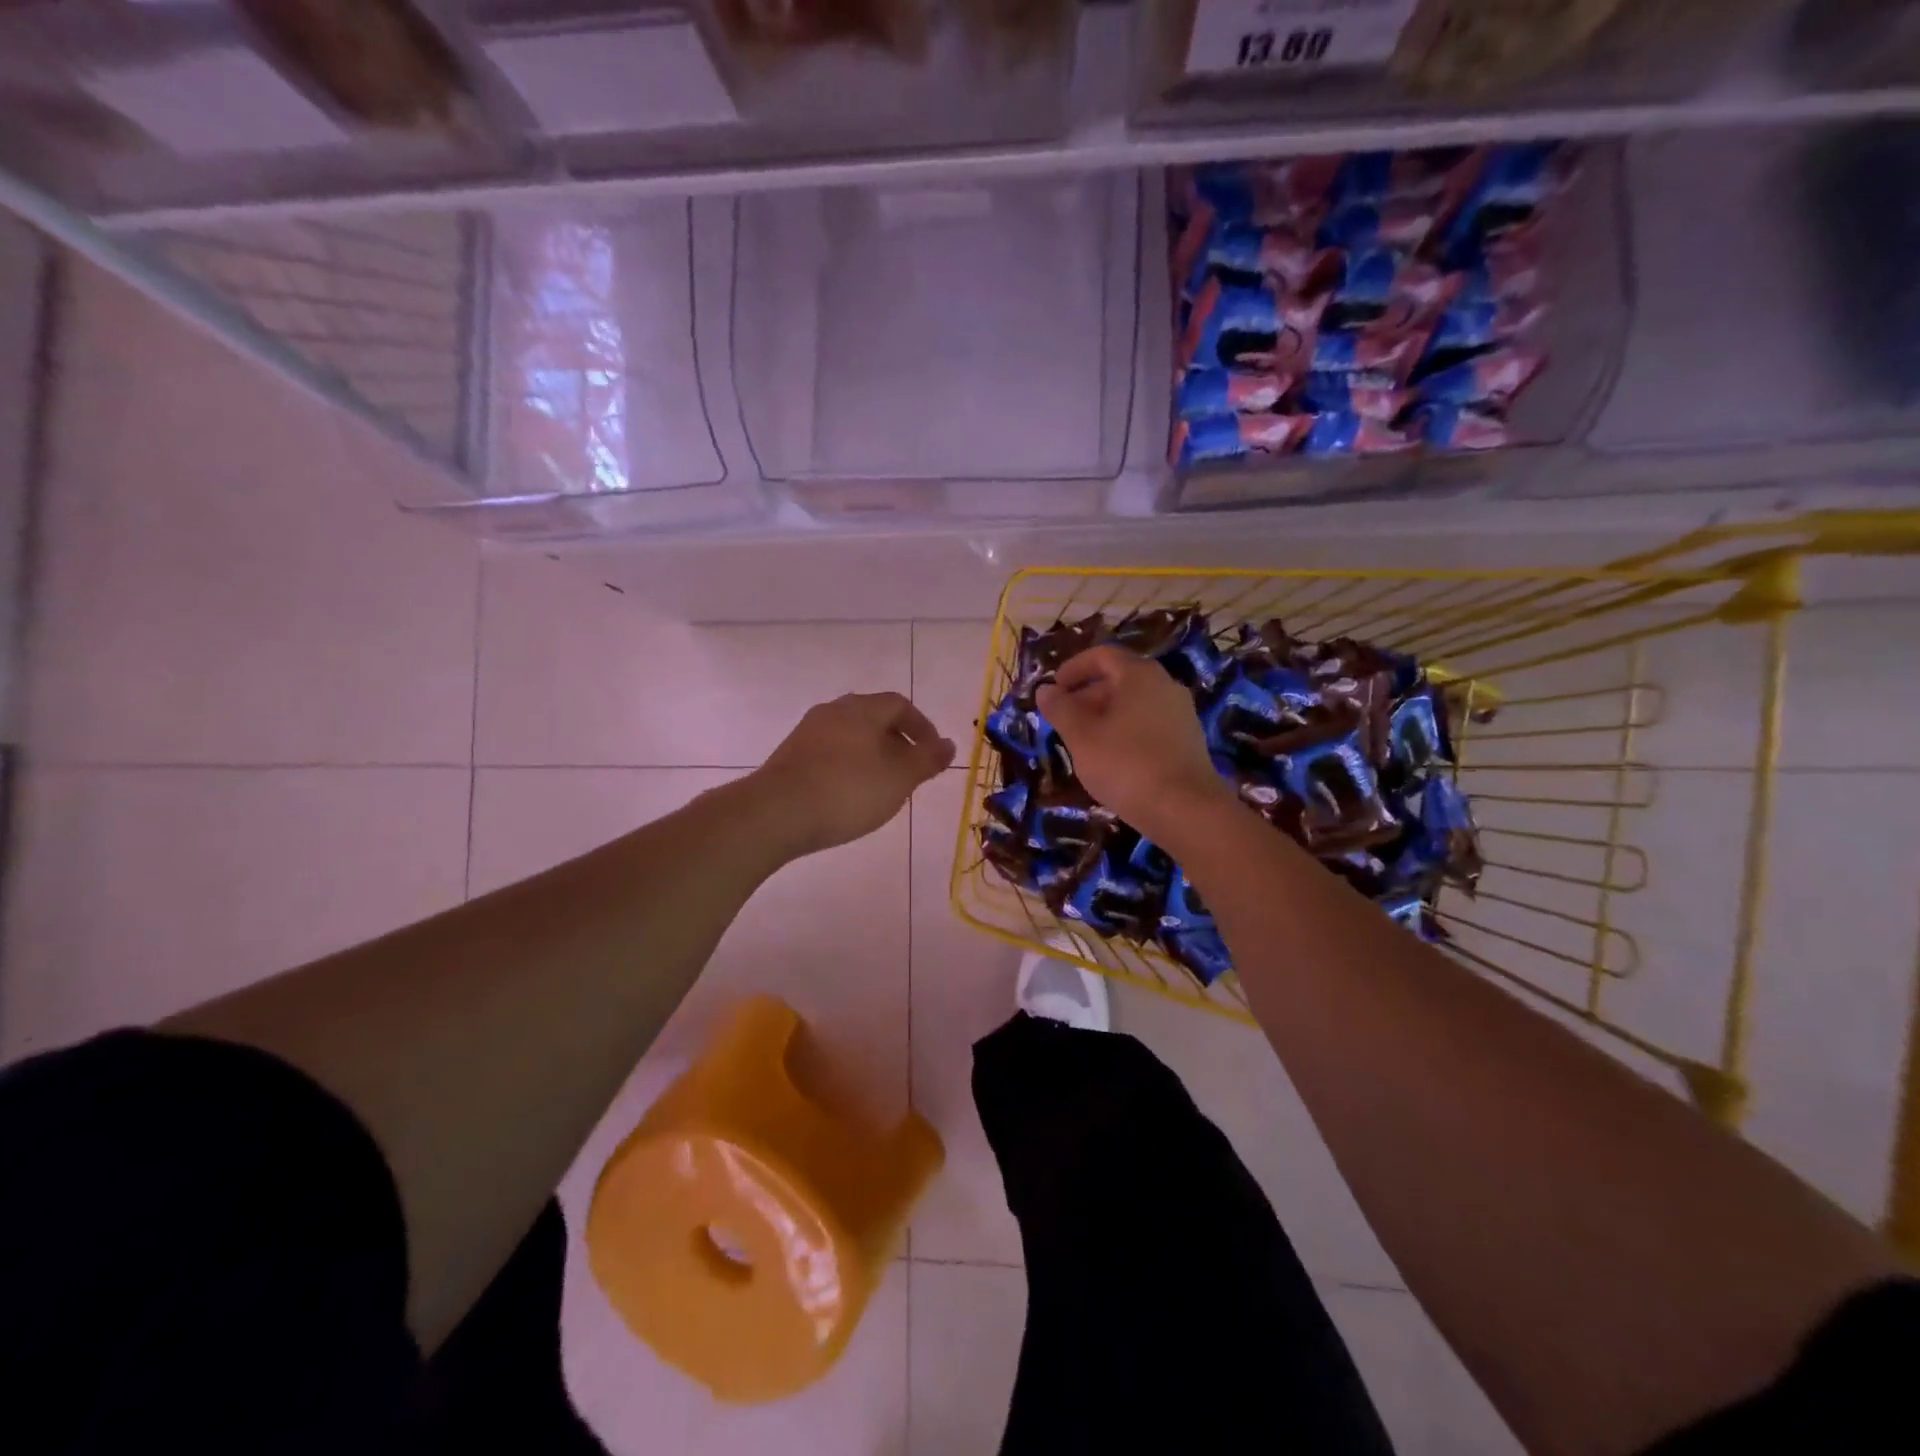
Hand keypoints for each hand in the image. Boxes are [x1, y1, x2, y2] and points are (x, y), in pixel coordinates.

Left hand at [750, 692, 955, 858]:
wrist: (776, 813)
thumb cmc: (848, 791)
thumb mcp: (900, 778)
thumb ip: (927, 759)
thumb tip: (949, 744)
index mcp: (862, 709)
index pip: (900, 704)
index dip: (922, 726)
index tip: (932, 754)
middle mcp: (833, 711)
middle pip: (873, 717)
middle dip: (896, 740)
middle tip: (910, 770)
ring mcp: (808, 732)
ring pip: (850, 735)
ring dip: (872, 754)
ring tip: (882, 785)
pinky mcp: (790, 755)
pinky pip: (830, 752)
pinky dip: (848, 766)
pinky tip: (849, 794)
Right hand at [1036, 646, 1234, 841]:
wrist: (1185, 810)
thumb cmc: (1125, 764)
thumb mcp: (1081, 736)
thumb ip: (1060, 709)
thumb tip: (1045, 690)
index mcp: (1139, 675)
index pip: (1102, 656)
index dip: (1073, 668)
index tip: (1053, 689)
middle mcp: (1165, 685)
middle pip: (1119, 679)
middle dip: (1087, 696)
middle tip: (1062, 720)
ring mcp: (1181, 714)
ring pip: (1134, 705)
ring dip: (1105, 717)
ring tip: (1083, 743)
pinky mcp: (1188, 741)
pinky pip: (1149, 725)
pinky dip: (1125, 732)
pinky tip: (1112, 760)